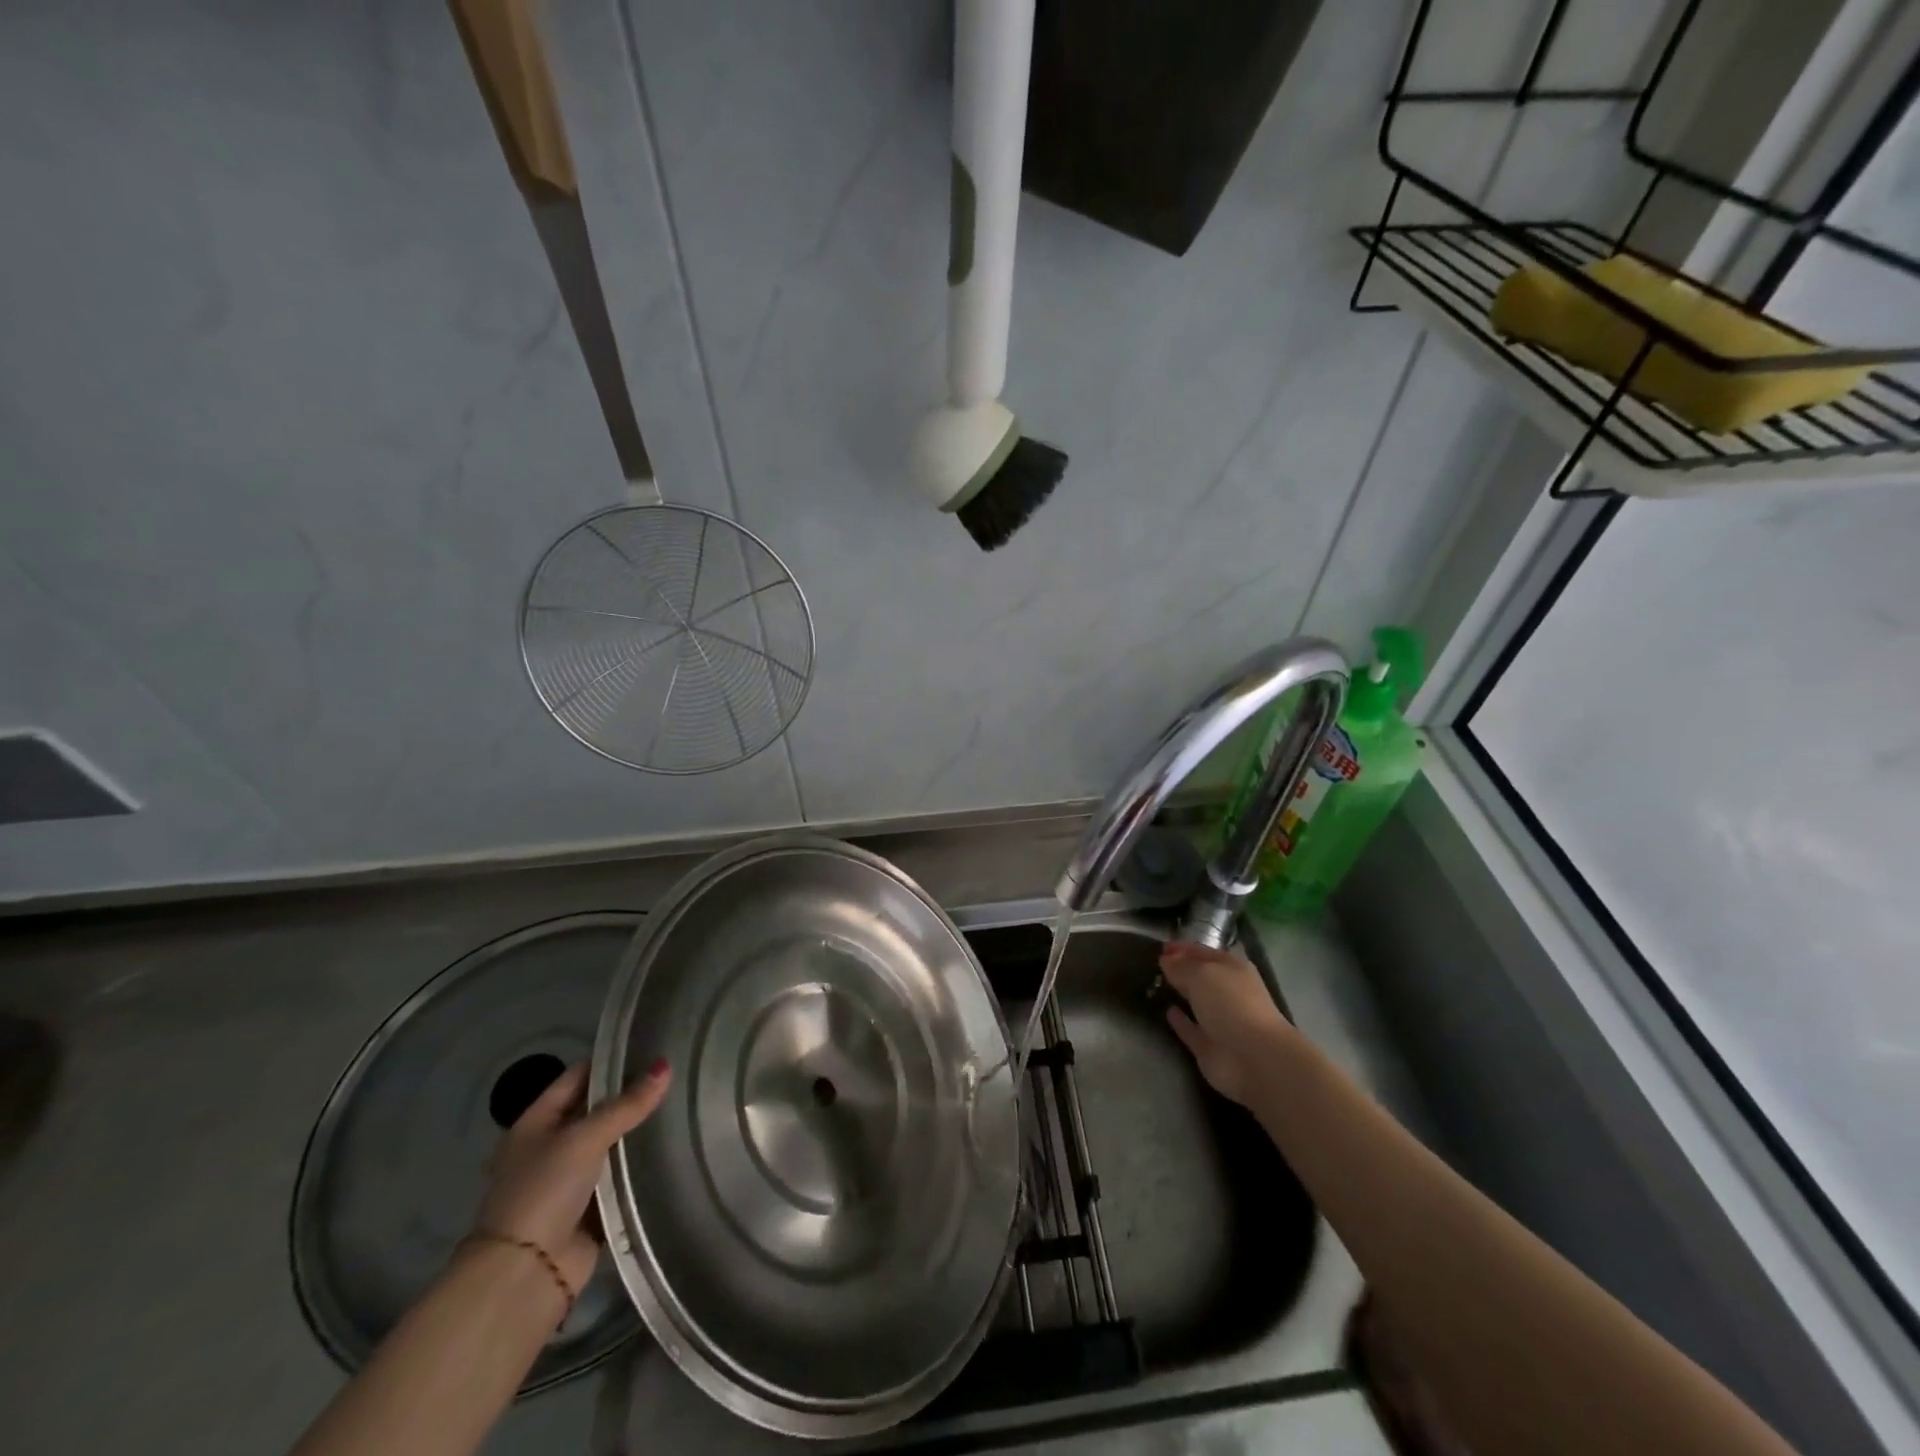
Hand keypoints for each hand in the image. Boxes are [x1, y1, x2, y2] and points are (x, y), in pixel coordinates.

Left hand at [472, 1059, 670, 1292]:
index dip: (610, 1062)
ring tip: (683, 1106)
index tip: (650, 1047)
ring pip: (611, 1145)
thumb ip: (627, 1105)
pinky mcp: (589, 1209)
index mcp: (536, 1123)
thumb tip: (665, 1067)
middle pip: (596, 1111)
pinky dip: (640, 1168)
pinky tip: (673, 1150)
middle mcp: (551, 1147)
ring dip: (637, 1134)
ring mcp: (569, 1180)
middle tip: (676, 1075)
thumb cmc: (544, 1191)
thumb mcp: (584, 1138)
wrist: (524, 1276)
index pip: (577, 1078)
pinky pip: (620, 1179)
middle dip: (630, 1097)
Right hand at [1160, 942, 1292, 1106]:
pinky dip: (1180, 1021)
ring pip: (1196, 1002)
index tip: (1160, 947)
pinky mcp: (1210, 1046)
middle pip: (1201, 976)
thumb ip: (1181, 966)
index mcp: (1232, 969)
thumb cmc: (1231, 1004)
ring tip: (1156, 984)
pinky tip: (1167, 1011)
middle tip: (1155, 963)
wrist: (1254, 1058)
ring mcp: (1220, 1020)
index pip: (1203, 952)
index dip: (1182, 948)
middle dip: (1181, 969)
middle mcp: (1228, 992)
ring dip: (1180, 994)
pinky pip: (1190, 1029)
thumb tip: (1166, 960)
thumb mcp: (1202, 974)